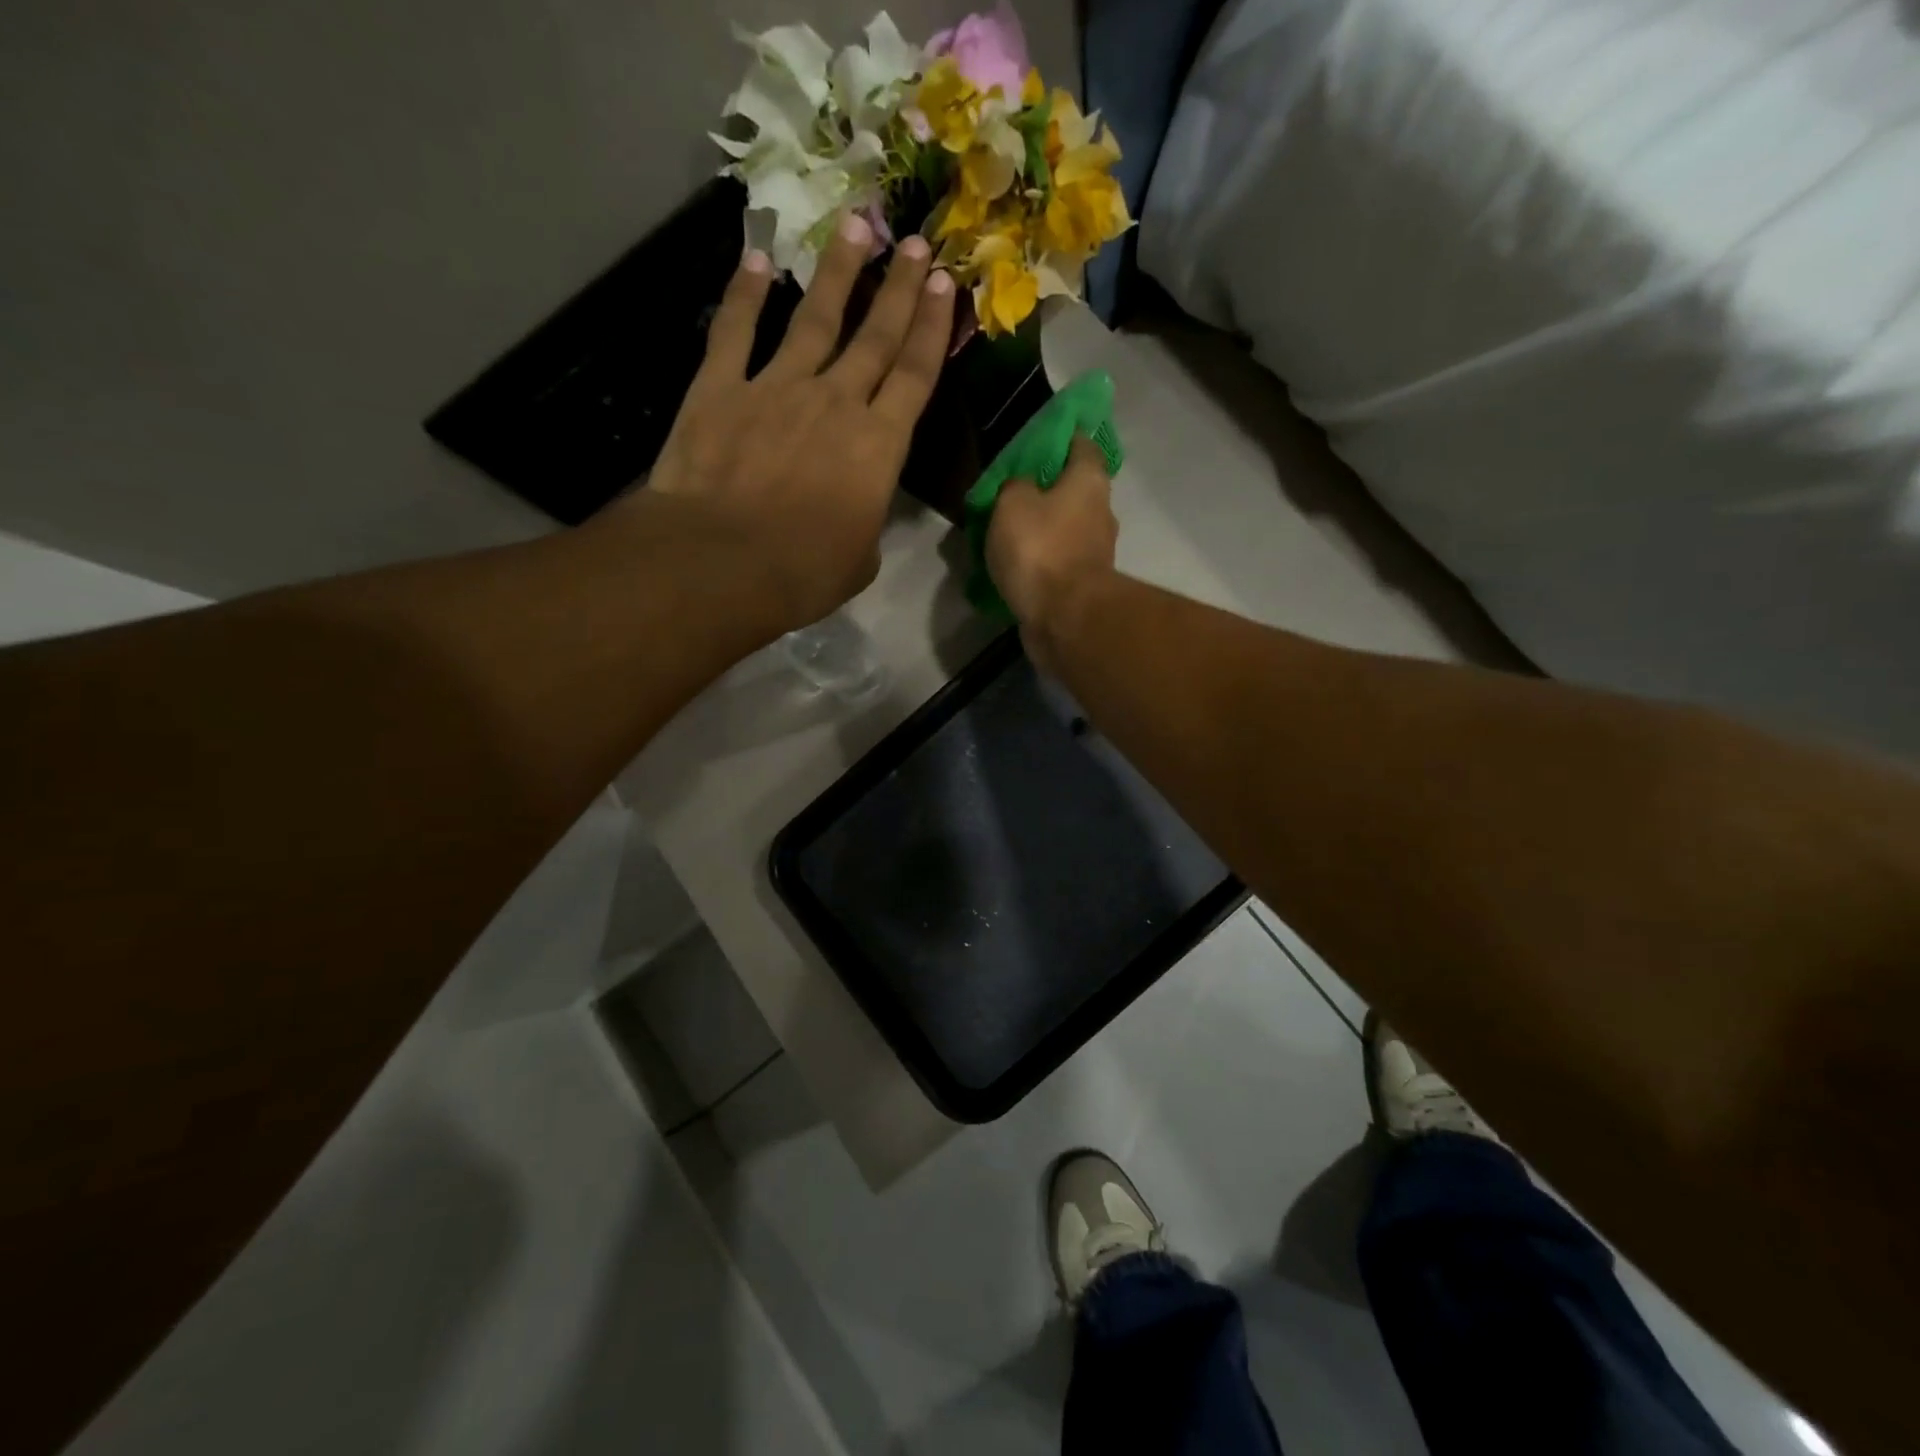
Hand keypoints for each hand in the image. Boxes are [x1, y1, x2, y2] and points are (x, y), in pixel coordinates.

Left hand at [630, 212, 954, 638]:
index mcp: (876, 446)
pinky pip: (735, 332)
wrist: (722, 561)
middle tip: (915, 242)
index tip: (945, 283)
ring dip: (837, 271)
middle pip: (874, 336)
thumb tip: (856, 514)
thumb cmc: (803, 572)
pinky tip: (755, 260)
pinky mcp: (720, 389)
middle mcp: (834, 402)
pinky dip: (743, 294)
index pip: (914, 375)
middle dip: (898, 288)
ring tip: (856, 223)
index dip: (932, 328)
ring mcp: (775, 387)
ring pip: (813, 318)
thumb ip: (865, 523)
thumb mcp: (859, 560)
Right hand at [986, 434, 1118, 669]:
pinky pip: (1057, 563)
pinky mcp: (1083, 585)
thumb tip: (1020, 485)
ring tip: (1004, 535)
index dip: (1059, 438)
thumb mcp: (1012, 502)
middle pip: (1072, 490)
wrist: (1065, 619)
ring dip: (1040, 530)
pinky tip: (1014, 567)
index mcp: (1089, 481)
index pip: (1080, 444)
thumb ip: (1014, 484)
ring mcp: (1095, 552)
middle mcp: (1100, 512)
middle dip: (1044, 490)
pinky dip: (1040, 563)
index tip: (1034, 441)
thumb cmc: (1041, 549)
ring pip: (1064, 529)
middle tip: (1009, 493)